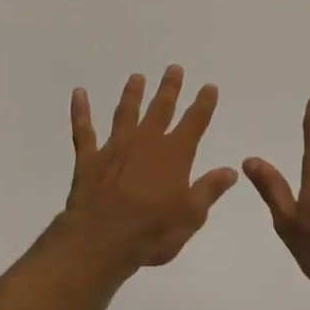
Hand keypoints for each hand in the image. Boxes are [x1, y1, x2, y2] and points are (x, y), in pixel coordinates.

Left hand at [63, 66, 238, 274]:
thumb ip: (209, 189)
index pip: (194, 123)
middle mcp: (145, 143)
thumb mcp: (191, 216)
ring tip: (137, 77)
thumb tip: (230, 170)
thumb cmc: (152, 232)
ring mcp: (115, 147)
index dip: (203, 104)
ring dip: (132, 94)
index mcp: (174, 155)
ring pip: (126, 113)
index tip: (209, 86)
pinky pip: (83, 130)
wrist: (101, 241)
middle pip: (160, 109)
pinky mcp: (89, 158)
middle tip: (174, 68)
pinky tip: (78, 93)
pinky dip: (80, 111)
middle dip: (169, 88)